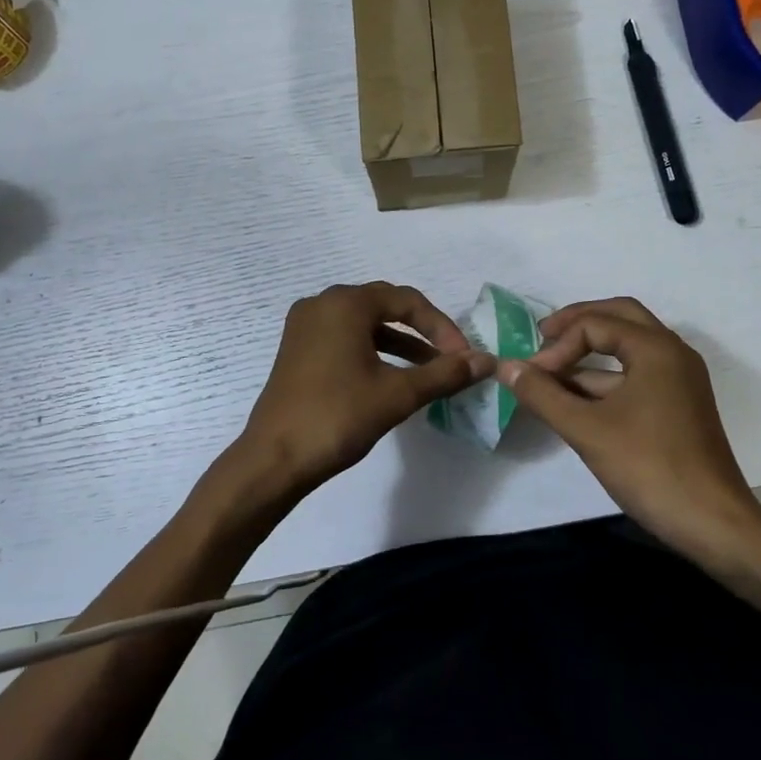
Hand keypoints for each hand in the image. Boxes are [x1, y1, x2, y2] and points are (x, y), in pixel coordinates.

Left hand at [235, 282, 492, 495]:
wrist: (274, 458)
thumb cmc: (338, 417)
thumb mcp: (397, 394)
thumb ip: (444, 374)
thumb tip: (486, 361)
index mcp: (345, 304)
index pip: (407, 301)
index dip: (441, 326)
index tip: (464, 357)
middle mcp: (322, 304)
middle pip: (384, 305)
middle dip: (421, 330)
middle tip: (449, 357)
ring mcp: (305, 326)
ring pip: (364, 323)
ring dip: (399, 342)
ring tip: (429, 370)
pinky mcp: (298, 349)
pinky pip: (344, 337)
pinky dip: (373, 351)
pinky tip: (392, 376)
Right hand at [498, 298, 760, 544]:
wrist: (712, 523)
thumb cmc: (649, 467)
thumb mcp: (586, 430)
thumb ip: (542, 394)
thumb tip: (506, 366)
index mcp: (656, 348)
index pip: (594, 324)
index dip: (557, 346)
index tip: (532, 376)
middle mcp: (672, 353)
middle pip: (618, 317)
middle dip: (577, 325)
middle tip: (542, 337)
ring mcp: (678, 380)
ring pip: (627, 348)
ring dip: (588, 355)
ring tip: (548, 375)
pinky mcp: (677, 405)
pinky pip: (635, 374)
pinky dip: (603, 380)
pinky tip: (573, 401)